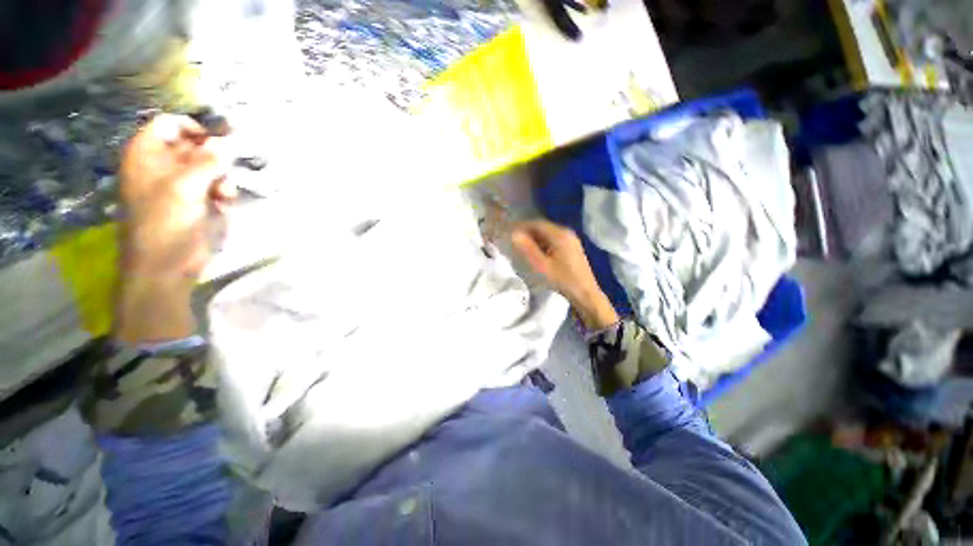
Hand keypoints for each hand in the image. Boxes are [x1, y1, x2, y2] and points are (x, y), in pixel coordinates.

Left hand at [115, 114, 235, 343]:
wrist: (166, 267)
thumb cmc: (166, 224)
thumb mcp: (185, 188)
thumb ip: (207, 161)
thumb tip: (228, 141)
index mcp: (146, 155)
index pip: (171, 124)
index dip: (196, 129)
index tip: (222, 142)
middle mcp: (162, 165)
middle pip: (194, 146)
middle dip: (215, 157)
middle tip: (229, 170)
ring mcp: (179, 185)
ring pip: (209, 168)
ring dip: (222, 178)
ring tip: (224, 194)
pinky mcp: (195, 203)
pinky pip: (214, 187)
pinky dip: (222, 194)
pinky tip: (224, 205)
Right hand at [511, 220, 618, 329]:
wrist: (585, 294)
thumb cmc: (563, 280)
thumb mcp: (542, 266)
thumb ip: (527, 249)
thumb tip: (514, 234)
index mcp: (560, 235)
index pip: (537, 224)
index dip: (522, 226)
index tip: (509, 232)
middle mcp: (566, 233)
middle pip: (543, 228)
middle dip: (527, 233)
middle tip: (514, 241)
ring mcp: (571, 240)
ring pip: (548, 235)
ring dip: (535, 239)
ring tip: (521, 248)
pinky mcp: (572, 248)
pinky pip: (553, 241)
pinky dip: (542, 244)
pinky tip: (536, 253)